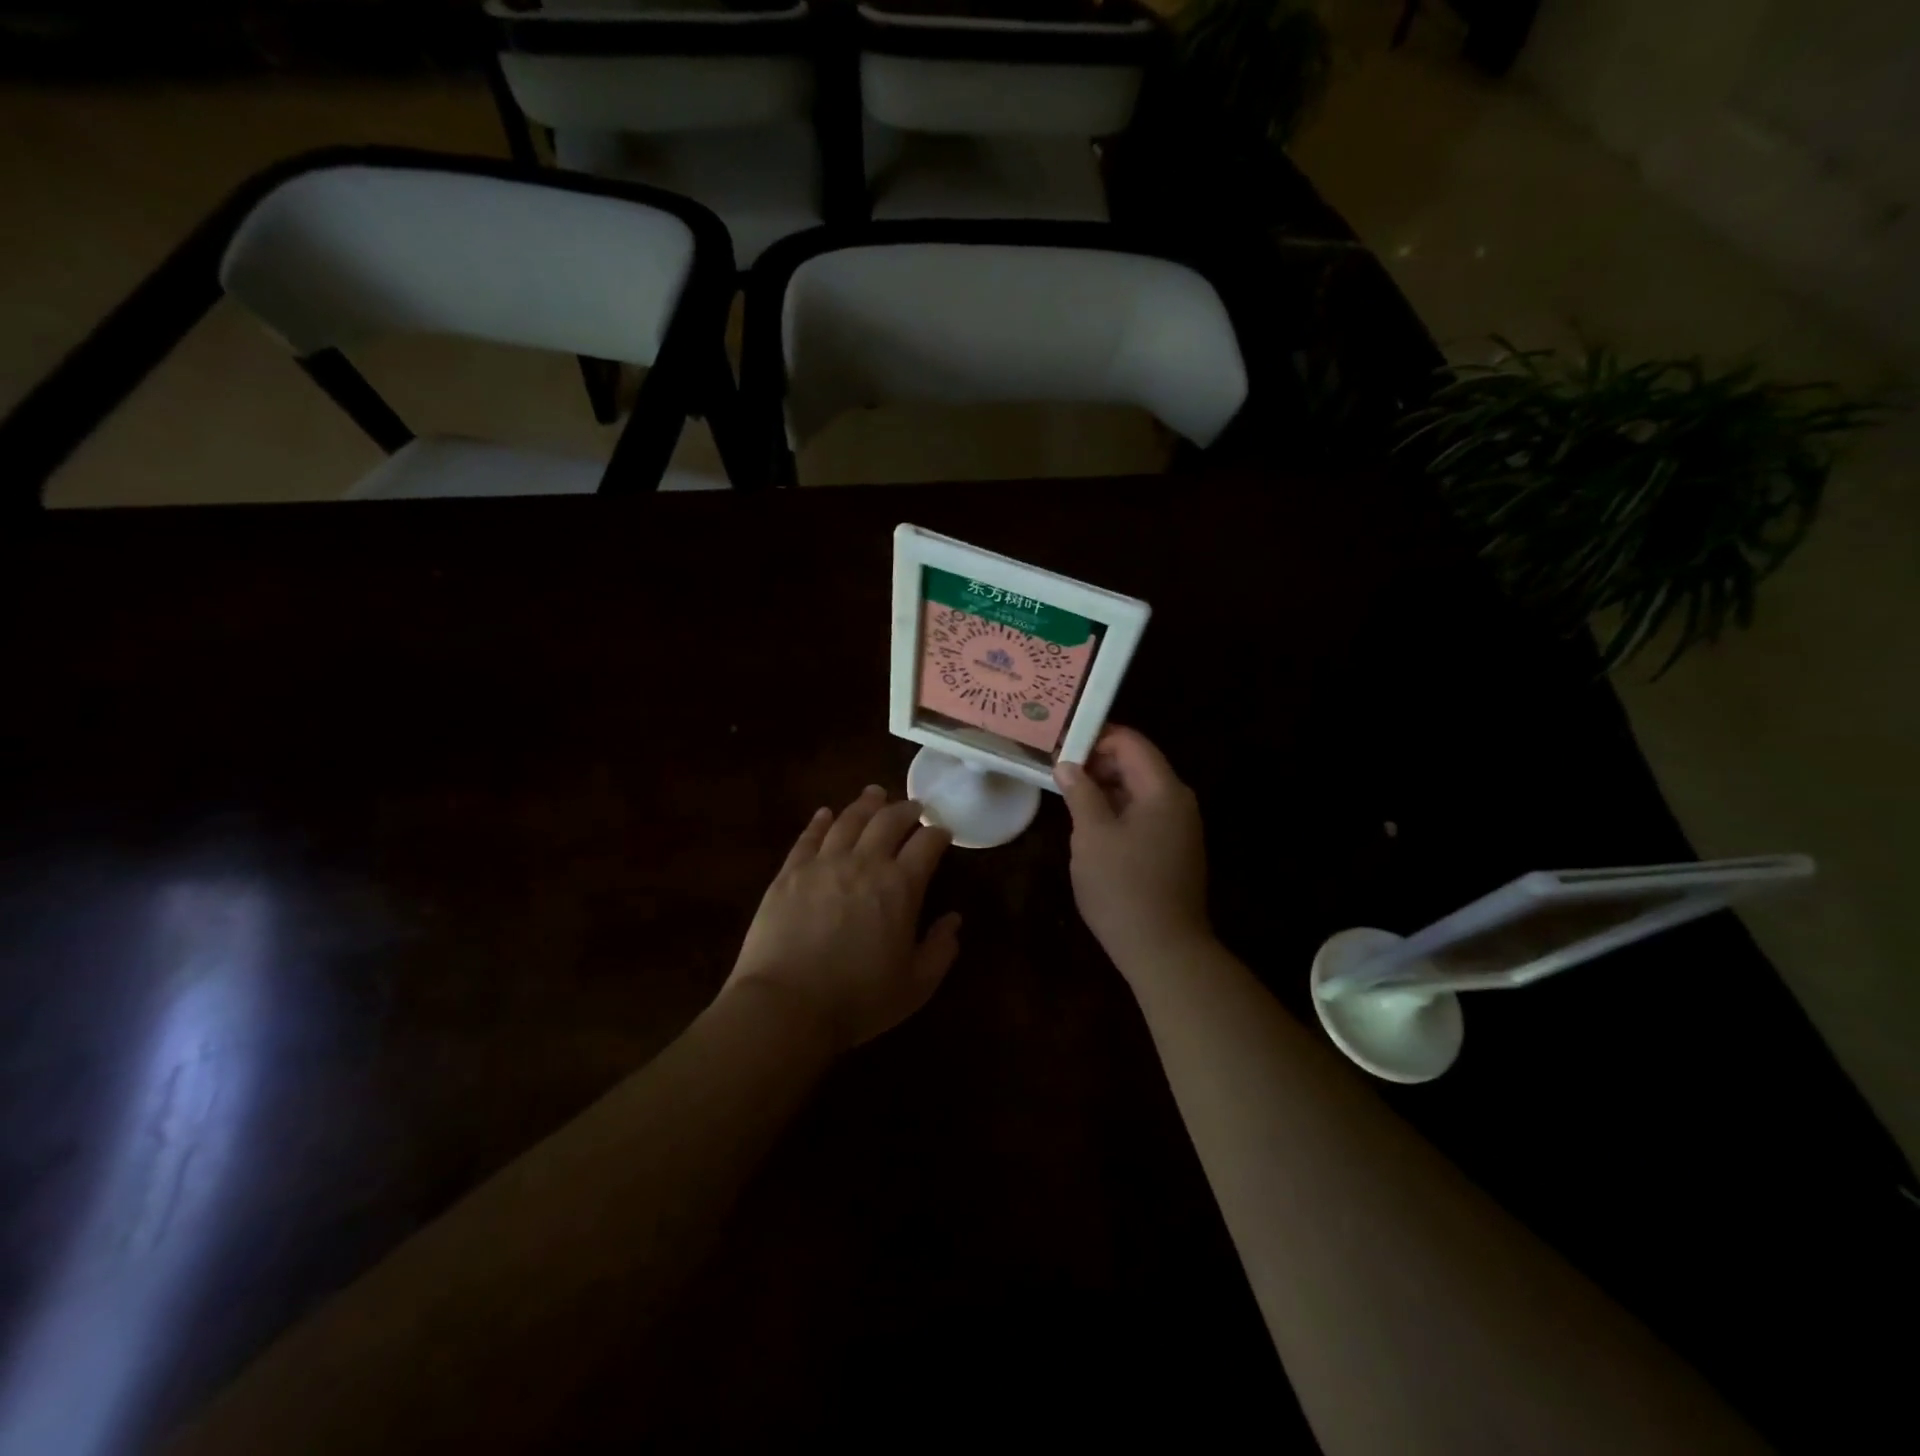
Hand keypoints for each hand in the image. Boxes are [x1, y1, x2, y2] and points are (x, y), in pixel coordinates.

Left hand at [725, 786, 960, 1052]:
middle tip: (913, 807)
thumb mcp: (916, 985)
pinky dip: (821, 821)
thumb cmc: (858, 1000)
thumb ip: (940, 949)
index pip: (927, 843)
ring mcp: (823, 863)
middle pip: (888, 820)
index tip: (943, 833)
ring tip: (875, 795)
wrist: (786, 1006)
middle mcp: (864, 862)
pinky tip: (826, 814)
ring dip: (866, 804)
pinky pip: (809, 836)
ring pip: (848, 819)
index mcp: (901, 886)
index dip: (938, 833)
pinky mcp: (790, 872)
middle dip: (906, 809)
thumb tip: (954, 920)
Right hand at [1055, 727, 1211, 975]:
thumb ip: (1080, 792)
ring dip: (1103, 788)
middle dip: (1097, 763)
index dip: (1095, 738)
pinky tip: (1088, 823)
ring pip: (1137, 792)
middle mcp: (1178, 802)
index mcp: (1163, 790)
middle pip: (1136, 765)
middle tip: (1057, 770)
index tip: (1059, 746)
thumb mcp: (1092, 835)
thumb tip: (1067, 764)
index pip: (1131, 743)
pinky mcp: (1172, 850)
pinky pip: (1142, 815)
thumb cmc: (1123, 887)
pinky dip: (1115, 810)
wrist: (1164, 950)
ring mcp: (1178, 828)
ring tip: (1066, 794)